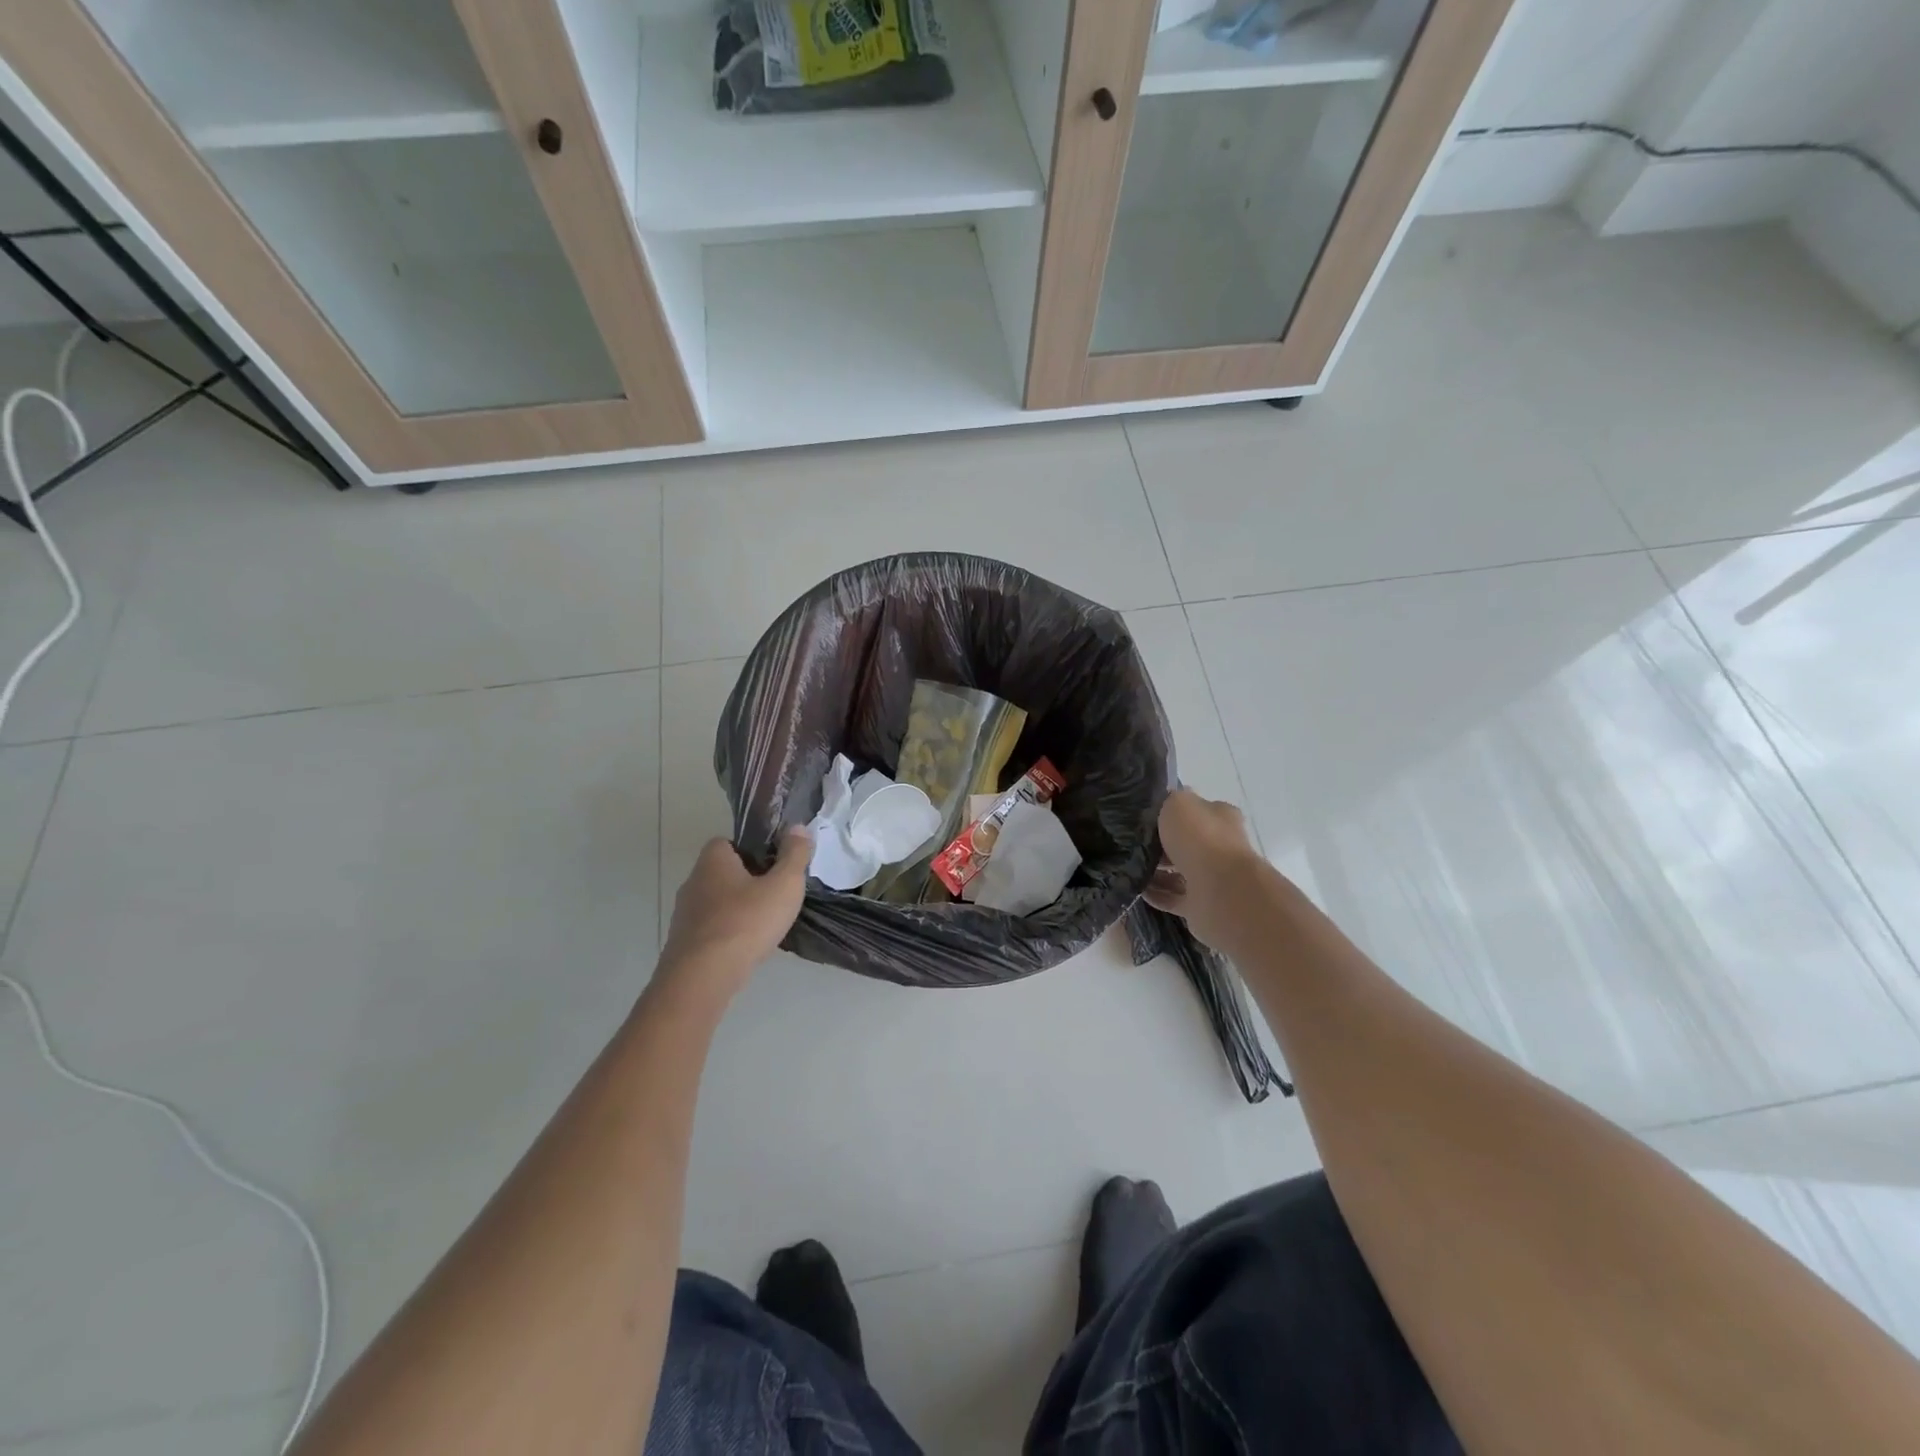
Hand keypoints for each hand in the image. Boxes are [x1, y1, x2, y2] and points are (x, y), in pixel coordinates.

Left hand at [657, 829, 810, 1003]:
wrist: (703, 977)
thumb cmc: (746, 922)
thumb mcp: (784, 885)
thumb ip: (794, 855)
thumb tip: (798, 828)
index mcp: (713, 860)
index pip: (728, 842)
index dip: (752, 850)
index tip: (774, 865)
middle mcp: (693, 881)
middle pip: (723, 872)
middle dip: (747, 881)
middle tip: (775, 895)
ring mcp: (684, 914)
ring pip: (717, 902)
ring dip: (737, 909)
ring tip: (764, 924)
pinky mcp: (683, 943)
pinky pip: (711, 929)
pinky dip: (728, 933)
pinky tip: (746, 947)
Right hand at [1145, 789, 1260, 948]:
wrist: (1220, 889)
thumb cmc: (1200, 838)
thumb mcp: (1178, 803)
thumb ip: (1169, 801)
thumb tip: (1164, 804)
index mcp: (1220, 818)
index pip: (1196, 811)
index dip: (1172, 813)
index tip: (1144, 816)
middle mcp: (1220, 847)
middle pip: (1186, 843)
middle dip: (1161, 844)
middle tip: (1132, 842)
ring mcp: (1212, 878)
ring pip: (1179, 872)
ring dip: (1156, 871)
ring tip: (1129, 866)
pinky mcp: (1202, 905)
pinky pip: (1173, 898)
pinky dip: (1156, 894)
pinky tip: (1136, 888)